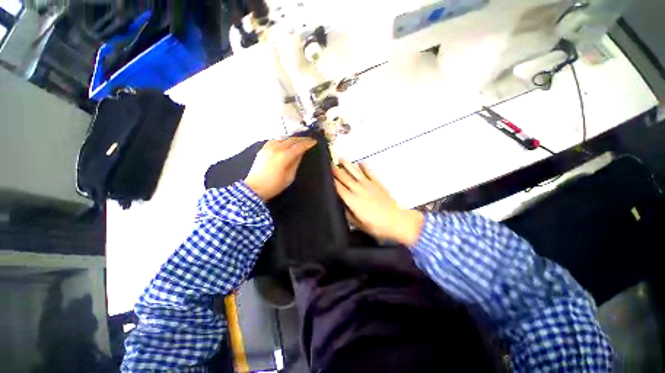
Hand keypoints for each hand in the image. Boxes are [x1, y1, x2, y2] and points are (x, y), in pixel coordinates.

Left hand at [244, 137, 316, 200]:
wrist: (254, 188)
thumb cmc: (274, 186)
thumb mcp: (289, 177)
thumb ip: (295, 163)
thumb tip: (300, 153)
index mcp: (283, 157)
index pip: (298, 147)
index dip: (307, 144)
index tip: (314, 142)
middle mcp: (276, 149)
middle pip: (291, 140)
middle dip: (301, 139)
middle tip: (309, 140)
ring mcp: (268, 148)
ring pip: (283, 138)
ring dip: (292, 139)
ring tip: (299, 141)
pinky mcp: (263, 149)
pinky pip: (275, 140)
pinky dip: (283, 140)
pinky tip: (286, 142)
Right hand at [333, 160, 423, 245]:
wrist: (396, 221)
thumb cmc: (375, 226)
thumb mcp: (357, 224)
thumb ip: (347, 212)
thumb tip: (339, 203)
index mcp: (351, 200)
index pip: (337, 187)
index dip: (330, 180)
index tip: (324, 175)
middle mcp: (358, 189)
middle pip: (344, 177)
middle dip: (335, 170)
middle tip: (328, 164)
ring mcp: (368, 184)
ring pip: (355, 171)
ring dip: (347, 164)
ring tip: (341, 159)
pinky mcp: (377, 182)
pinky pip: (369, 171)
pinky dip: (364, 166)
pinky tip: (360, 163)